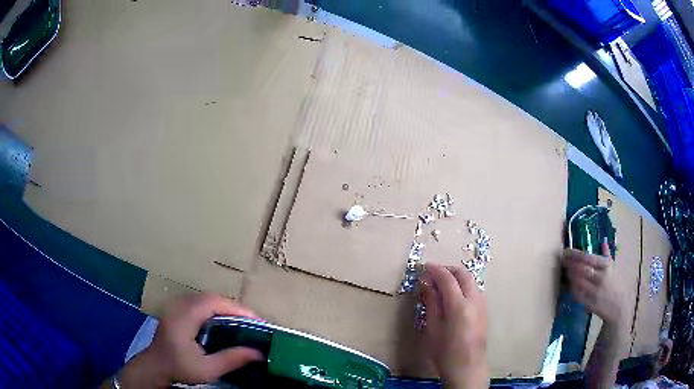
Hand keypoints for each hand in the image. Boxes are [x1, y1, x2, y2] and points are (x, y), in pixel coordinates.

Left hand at [118, 294, 263, 387]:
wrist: (155, 366)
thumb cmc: (179, 368)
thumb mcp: (207, 369)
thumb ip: (232, 359)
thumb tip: (259, 353)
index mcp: (184, 317)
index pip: (213, 303)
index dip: (237, 308)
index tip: (257, 321)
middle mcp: (180, 305)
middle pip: (211, 297)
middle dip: (235, 307)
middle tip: (254, 323)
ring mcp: (177, 305)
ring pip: (206, 298)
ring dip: (226, 307)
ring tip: (243, 322)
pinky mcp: (178, 309)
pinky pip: (200, 302)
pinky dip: (216, 309)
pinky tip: (225, 321)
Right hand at [420, 263, 488, 388]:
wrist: (467, 368)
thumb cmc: (445, 352)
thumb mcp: (433, 329)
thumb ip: (431, 303)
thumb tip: (426, 283)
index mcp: (459, 306)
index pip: (448, 279)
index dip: (435, 270)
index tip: (424, 267)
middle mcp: (474, 301)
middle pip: (464, 275)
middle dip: (448, 270)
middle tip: (433, 273)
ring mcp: (482, 305)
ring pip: (471, 281)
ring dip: (457, 277)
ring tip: (441, 285)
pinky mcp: (484, 311)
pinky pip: (474, 291)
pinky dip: (463, 287)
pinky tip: (453, 298)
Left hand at [561, 240, 625, 325]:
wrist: (620, 307)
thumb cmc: (617, 285)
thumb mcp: (614, 268)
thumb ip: (607, 256)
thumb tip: (603, 242)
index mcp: (606, 268)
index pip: (590, 258)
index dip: (577, 254)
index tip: (568, 250)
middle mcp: (600, 279)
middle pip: (582, 270)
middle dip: (571, 264)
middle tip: (563, 259)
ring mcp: (594, 292)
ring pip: (579, 282)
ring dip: (570, 275)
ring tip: (565, 269)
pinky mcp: (590, 304)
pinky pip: (578, 295)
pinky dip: (572, 288)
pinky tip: (569, 283)